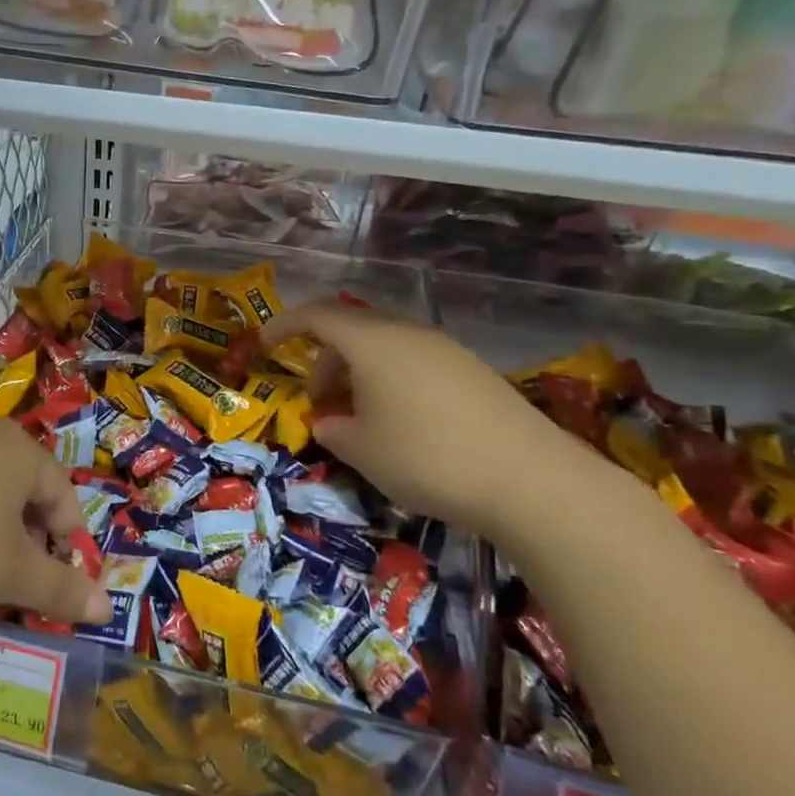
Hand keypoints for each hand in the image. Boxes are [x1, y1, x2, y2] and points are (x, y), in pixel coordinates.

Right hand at [262, 302, 607, 544]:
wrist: (530, 479)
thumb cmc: (426, 458)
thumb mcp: (362, 450)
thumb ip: (333, 429)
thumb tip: (329, 422)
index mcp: (372, 342)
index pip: (315, 316)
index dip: (284, 326)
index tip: (264, 344)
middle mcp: (407, 333)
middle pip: (352, 330)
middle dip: (325, 361)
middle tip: (319, 402)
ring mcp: (445, 349)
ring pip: (385, 347)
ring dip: (359, 374)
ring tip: (359, 419)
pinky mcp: (472, 371)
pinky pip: (414, 363)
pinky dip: (391, 381)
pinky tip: (401, 423)